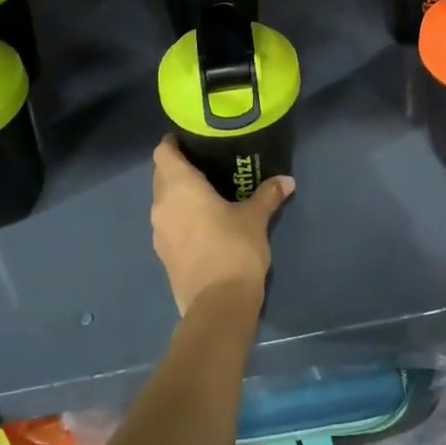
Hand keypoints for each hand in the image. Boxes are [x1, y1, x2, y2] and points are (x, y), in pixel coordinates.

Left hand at [150, 136, 293, 314]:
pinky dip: (180, 216)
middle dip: (178, 167)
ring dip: (178, 194)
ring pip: (163, 201)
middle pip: (161, 175)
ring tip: (206, 191)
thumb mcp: (256, 217)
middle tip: (206, 162)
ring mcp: (159, 232)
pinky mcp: (164, 255)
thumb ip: (267, 195)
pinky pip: (168, 223)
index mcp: (179, 187)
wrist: (218, 305)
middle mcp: (162, 205)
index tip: (190, 138)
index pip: (163, 153)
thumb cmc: (234, 248)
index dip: (172, 143)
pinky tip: (203, 221)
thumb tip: (286, 181)